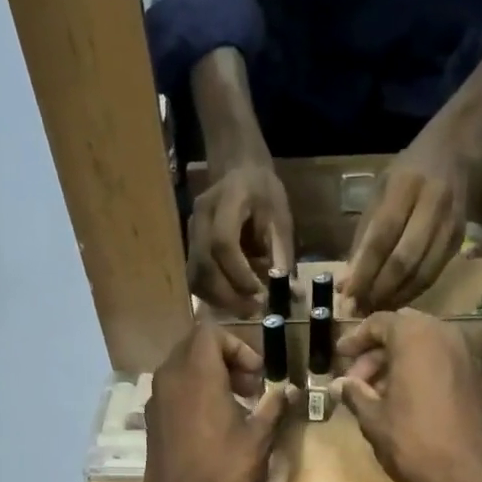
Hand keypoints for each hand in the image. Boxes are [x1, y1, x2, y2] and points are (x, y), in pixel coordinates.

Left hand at [144, 323, 292, 481]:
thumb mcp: (258, 440)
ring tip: (236, 407)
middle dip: (225, 359)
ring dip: (210, 377)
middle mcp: (169, 380)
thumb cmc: (224, 475)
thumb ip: (274, 407)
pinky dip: (194, 395)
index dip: (238, 346)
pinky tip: (214, 426)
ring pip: (182, 369)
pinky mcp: (151, 424)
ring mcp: (155, 402)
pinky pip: (173, 393)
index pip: (211, 332)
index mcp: (195, 375)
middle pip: (194, 347)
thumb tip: (290, 391)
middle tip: (251, 388)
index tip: (258, 376)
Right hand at [186, 159, 294, 316]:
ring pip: (196, 277)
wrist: (238, 171)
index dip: (239, 273)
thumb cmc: (263, 193)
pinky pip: (196, 279)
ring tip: (244, 309)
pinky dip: (213, 296)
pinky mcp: (189, 248)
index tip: (259, 292)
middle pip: (204, 265)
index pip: (223, 242)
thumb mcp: (280, 215)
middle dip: (228, 295)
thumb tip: (292, 293)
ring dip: (218, 300)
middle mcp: (201, 216)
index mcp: (227, 199)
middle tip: (252, 311)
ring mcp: (191, 233)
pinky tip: (232, 300)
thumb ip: (282, 253)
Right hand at [335, 310, 481, 481]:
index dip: (355, 339)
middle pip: (402, 329)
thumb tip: (338, 384)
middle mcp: (443, 334)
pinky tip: (401, 399)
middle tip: (355, 379)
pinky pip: (439, 359)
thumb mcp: (374, 419)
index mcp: (414, 337)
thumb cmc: (413, 442)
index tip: (339, 356)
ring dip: (396, 362)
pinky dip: (417, 369)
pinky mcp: (474, 374)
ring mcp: (463, 353)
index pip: (378, 322)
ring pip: (422, 344)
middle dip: (376, 351)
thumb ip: (354, 394)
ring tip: (374, 393)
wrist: (469, 474)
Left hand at [342, 127, 470, 311]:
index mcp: (405, 186)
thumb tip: (346, 282)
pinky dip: (412, 292)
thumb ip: (363, 236)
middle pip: (403, 260)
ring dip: (395, 297)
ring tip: (374, 310)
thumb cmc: (408, 172)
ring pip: (421, 274)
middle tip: (360, 309)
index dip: (364, 271)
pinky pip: (433, 275)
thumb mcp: (380, 191)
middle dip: (379, 290)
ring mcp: (450, 224)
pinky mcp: (459, 240)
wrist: (457, 149)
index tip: (347, 296)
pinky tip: (395, 300)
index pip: (381, 237)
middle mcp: (432, 204)